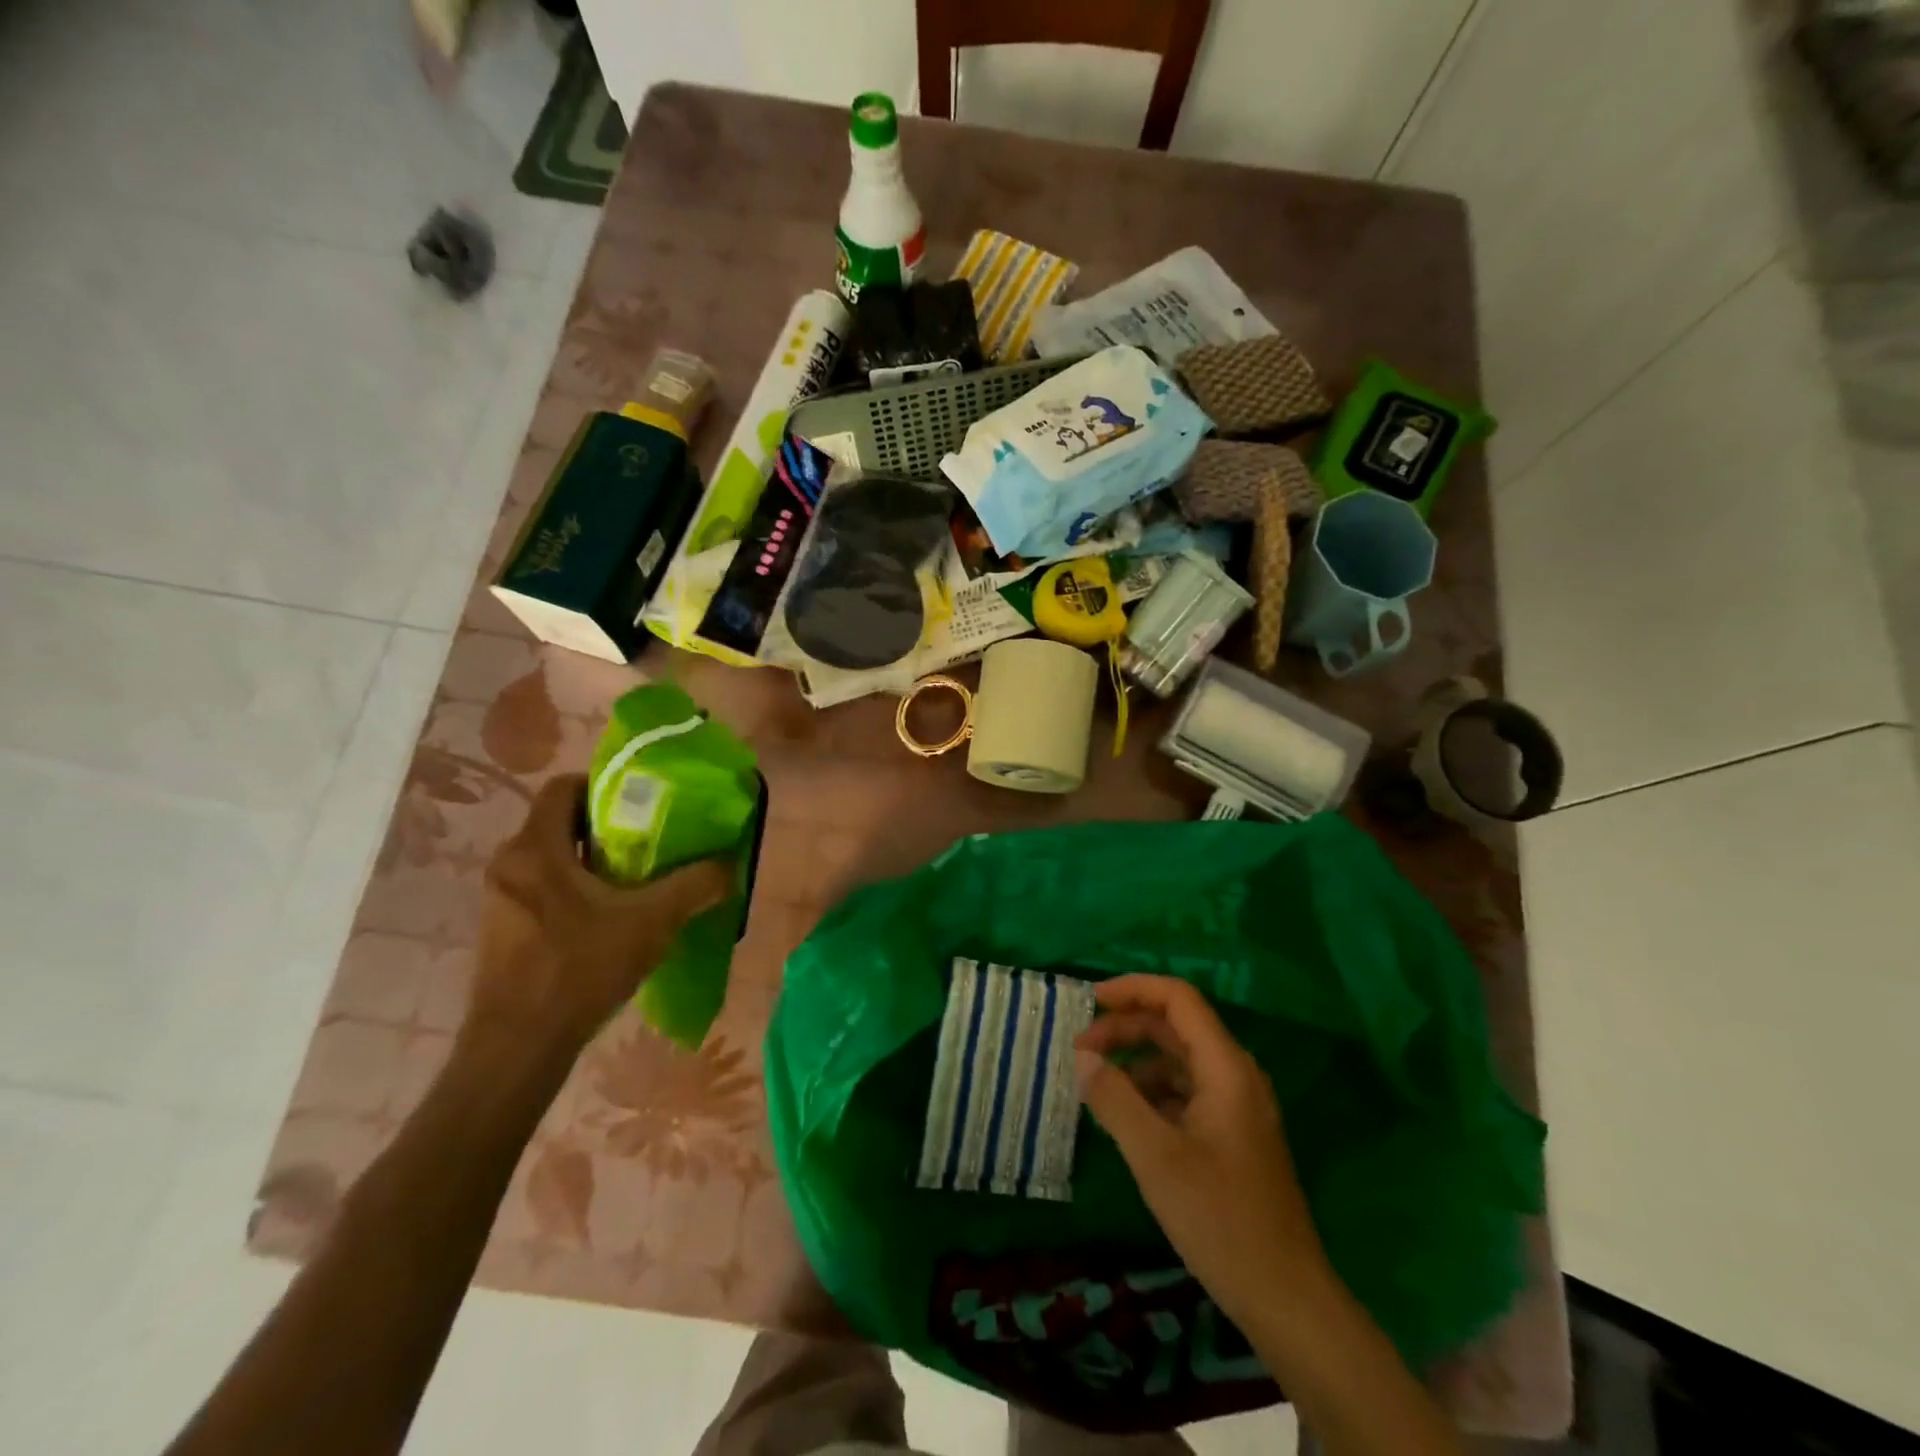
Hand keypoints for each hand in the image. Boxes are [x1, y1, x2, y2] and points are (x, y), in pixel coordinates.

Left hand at [470, 774, 732, 1058]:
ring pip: (553, 859)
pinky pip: (543, 889)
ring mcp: (500, 899)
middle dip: (607, 827)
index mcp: (535, 848)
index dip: (604, 786)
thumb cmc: (580, 968)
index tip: (643, 803)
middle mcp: (509, 864)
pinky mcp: (502, 930)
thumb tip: (731, 866)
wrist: (519, 1046)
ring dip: (593, 862)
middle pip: (561, 823)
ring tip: (638, 882)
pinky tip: (610, 920)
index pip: (563, 787)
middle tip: (652, 842)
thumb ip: (695, 885)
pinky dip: (576, 890)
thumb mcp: (652, 922)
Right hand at [1076, 975, 1331, 1324]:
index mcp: (1225, 1067)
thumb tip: (1082, 1058)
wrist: (1286, 1299)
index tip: (1088, 1000)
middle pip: (1175, 1026)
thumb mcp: (1156, 1157)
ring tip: (1094, 1083)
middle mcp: (1235, 1075)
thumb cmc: (1220, 1220)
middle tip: (1079, 1050)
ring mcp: (1236, 1106)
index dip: (1132, 989)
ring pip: (1178, 1060)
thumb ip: (1115, 1099)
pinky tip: (1123, 1116)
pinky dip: (1151, 1091)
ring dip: (1135, 1061)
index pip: (1178, 999)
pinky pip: (1185, 1091)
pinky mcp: (1232, 1134)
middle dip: (1125, 1028)